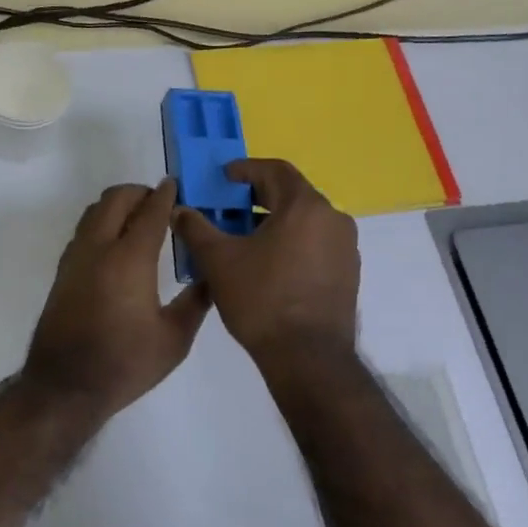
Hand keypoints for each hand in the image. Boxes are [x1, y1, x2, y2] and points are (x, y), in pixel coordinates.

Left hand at [23, 179, 211, 423]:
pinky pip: (83, 231)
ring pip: (94, 212)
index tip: (176, 186)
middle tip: (159, 202)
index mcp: (130, 259)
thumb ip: (196, 301)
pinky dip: (102, 223)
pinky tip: (117, 245)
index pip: (150, 212)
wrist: (65, 386)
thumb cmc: (125, 364)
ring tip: (139, 219)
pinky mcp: (62, 272)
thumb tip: (211, 276)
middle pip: (116, 199)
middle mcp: (99, 249)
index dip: (165, 196)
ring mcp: (75, 258)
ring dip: (117, 205)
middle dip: (139, 193)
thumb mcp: (174, 339)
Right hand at [171, 159, 358, 361]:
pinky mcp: (348, 274)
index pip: (275, 170)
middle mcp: (333, 219)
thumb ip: (196, 228)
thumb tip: (179, 210)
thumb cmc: (261, 299)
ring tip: (244, 240)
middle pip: (291, 196)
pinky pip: (316, 245)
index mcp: (305, 206)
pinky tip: (268, 266)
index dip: (246, 169)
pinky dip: (291, 244)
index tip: (224, 178)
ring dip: (274, 223)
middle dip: (257, 199)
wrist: (307, 357)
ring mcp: (346, 248)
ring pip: (304, 222)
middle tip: (228, 210)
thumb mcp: (218, 261)